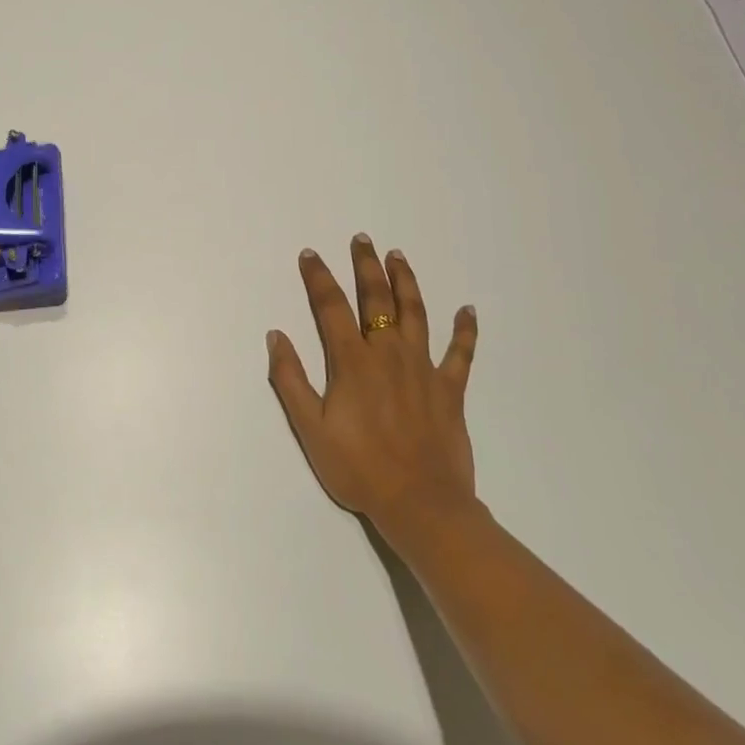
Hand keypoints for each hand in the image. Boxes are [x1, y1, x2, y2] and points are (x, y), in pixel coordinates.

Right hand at [267, 234, 480, 533]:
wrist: (421, 504)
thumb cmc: (359, 468)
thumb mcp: (310, 428)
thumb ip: (290, 379)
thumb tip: (276, 335)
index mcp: (353, 362)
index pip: (331, 307)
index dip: (319, 277)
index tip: (311, 255)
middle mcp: (388, 354)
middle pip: (376, 299)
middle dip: (366, 266)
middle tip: (362, 239)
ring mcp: (423, 368)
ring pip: (415, 313)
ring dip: (406, 281)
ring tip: (398, 256)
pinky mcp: (450, 389)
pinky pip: (460, 353)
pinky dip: (465, 330)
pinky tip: (467, 310)